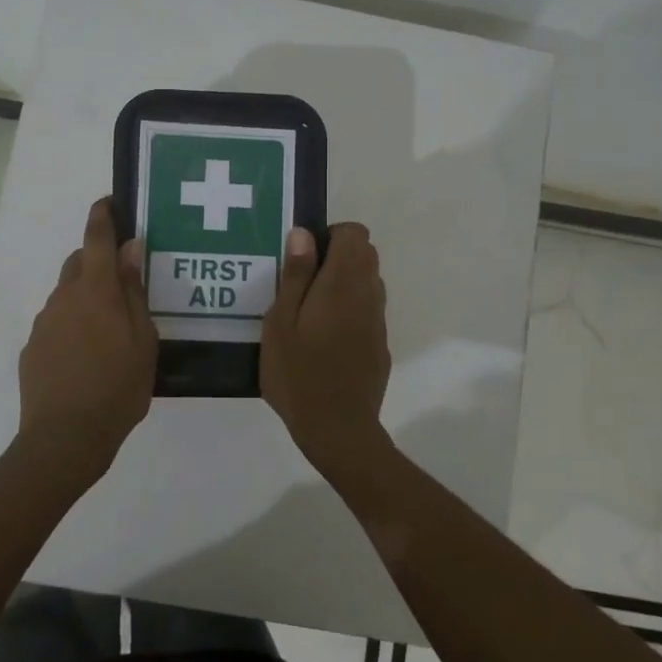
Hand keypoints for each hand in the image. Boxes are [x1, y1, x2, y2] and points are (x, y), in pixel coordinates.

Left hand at [14, 197, 157, 489]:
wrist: (64, 438)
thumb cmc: (117, 387)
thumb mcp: (142, 339)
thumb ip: (133, 291)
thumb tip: (130, 249)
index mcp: (95, 290)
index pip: (97, 238)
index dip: (103, 216)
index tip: (109, 202)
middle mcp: (64, 297)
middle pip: (79, 263)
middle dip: (97, 260)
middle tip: (121, 281)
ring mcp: (44, 323)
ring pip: (66, 294)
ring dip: (85, 297)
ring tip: (108, 328)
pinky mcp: (32, 348)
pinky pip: (56, 323)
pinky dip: (72, 324)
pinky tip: (87, 355)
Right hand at [261, 223, 392, 477]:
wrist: (337, 428)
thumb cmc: (298, 373)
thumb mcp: (281, 322)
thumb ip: (296, 275)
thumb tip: (304, 233)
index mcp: (343, 283)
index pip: (355, 233)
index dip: (331, 235)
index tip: (305, 257)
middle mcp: (368, 295)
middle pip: (366, 254)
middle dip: (337, 257)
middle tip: (302, 283)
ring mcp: (378, 321)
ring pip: (369, 282)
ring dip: (344, 283)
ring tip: (310, 312)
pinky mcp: (380, 344)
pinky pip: (368, 310)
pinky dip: (350, 309)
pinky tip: (325, 338)